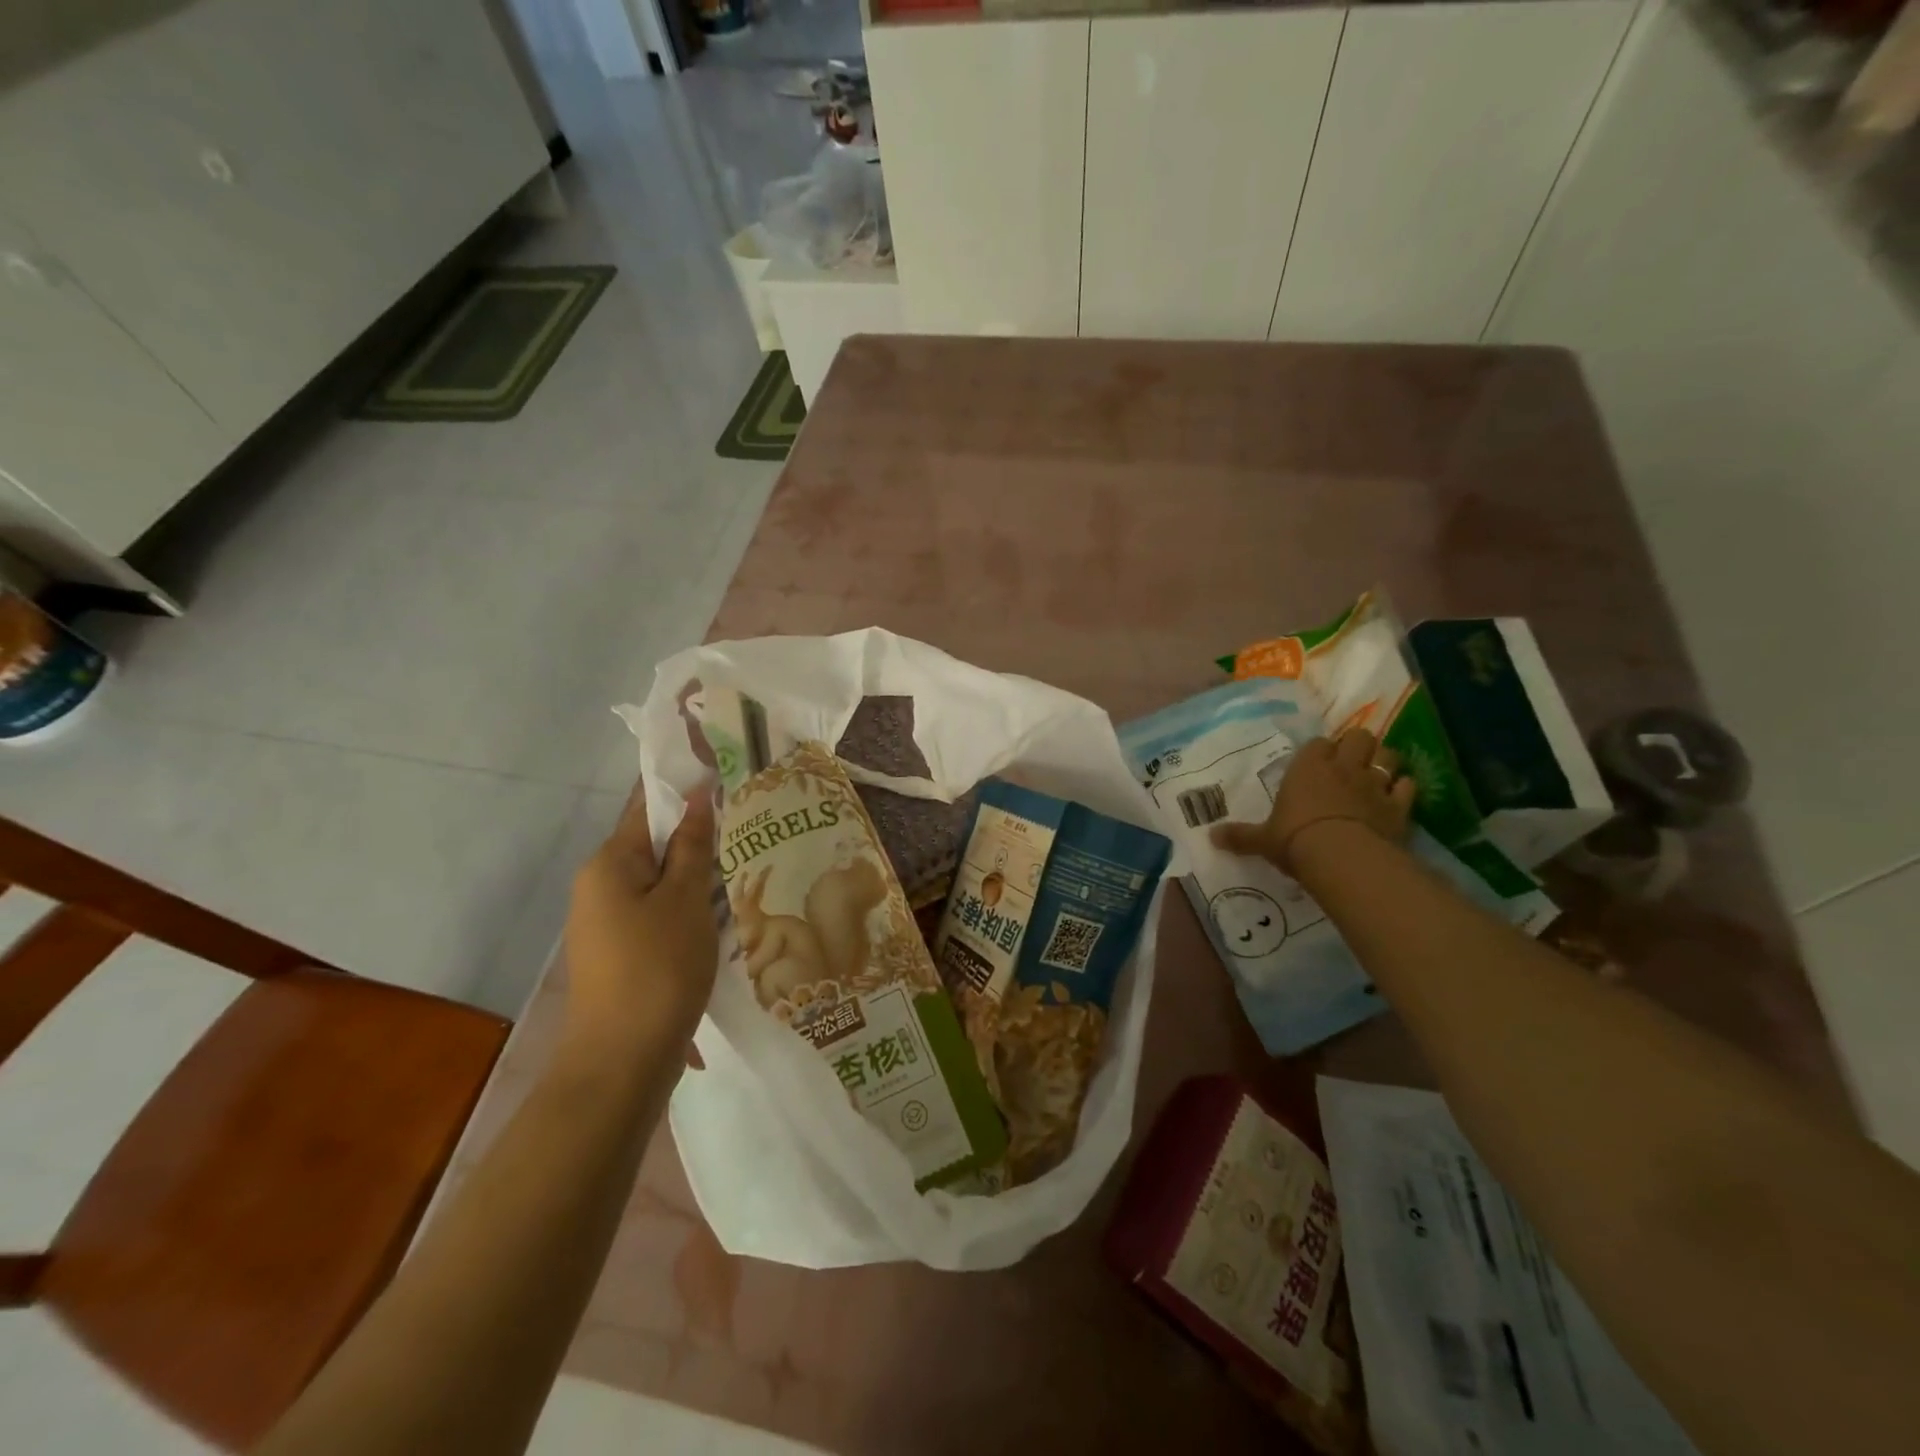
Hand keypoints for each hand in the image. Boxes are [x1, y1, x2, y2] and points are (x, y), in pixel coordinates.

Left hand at [563, 781, 718, 1067]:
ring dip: (696, 873)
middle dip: (697, 834)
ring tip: (744, 864)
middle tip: (748, 825)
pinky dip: (688, 904)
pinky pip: (658, 910)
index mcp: (609, 863)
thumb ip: (691, 845)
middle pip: (653, 842)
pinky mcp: (621, 951)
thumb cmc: (658, 968)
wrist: (621, 1062)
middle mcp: (599, 885)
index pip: (647, 804)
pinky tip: (723, 912)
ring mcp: (607, 921)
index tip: (722, 769)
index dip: (683, 784)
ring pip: (659, 879)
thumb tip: (697, 795)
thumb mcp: (685, 900)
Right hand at [1212, 729, 1415, 874]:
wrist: (1342, 857)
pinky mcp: (1399, 805)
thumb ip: (1240, 836)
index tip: (1316, 762)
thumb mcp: (1262, 840)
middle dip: (1357, 745)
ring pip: (1388, 754)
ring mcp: (1375, 784)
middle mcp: (1343, 767)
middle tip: (1350, 762)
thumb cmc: (1295, 839)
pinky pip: (1407, 786)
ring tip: (1376, 773)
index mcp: (1308, 767)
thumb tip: (1211, 837)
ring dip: (1384, 760)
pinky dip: (1403, 788)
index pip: (1318, 743)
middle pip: (1359, 737)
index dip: (1320, 751)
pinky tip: (1397, 796)